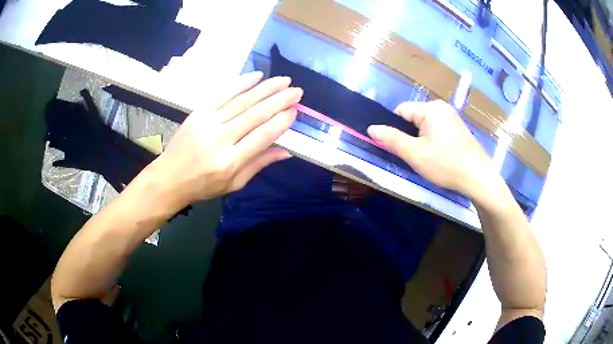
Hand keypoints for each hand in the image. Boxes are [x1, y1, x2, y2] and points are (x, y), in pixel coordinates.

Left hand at [149, 72, 302, 206]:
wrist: (169, 177)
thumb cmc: (203, 185)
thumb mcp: (234, 184)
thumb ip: (259, 164)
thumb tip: (286, 151)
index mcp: (230, 162)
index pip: (262, 136)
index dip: (281, 122)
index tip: (295, 111)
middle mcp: (220, 139)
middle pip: (255, 115)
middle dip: (279, 100)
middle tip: (296, 91)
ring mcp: (207, 122)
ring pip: (242, 101)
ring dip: (265, 88)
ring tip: (283, 80)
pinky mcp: (198, 112)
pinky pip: (222, 94)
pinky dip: (240, 83)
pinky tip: (256, 76)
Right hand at [367, 100, 494, 195]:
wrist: (478, 178)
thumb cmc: (446, 164)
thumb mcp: (415, 153)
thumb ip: (391, 139)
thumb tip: (371, 128)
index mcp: (430, 108)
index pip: (400, 110)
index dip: (394, 128)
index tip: (398, 147)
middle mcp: (441, 107)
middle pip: (413, 117)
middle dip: (409, 135)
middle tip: (413, 155)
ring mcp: (452, 117)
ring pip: (424, 125)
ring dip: (420, 139)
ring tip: (426, 158)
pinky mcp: (458, 128)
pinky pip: (436, 129)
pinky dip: (432, 141)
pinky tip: (438, 156)